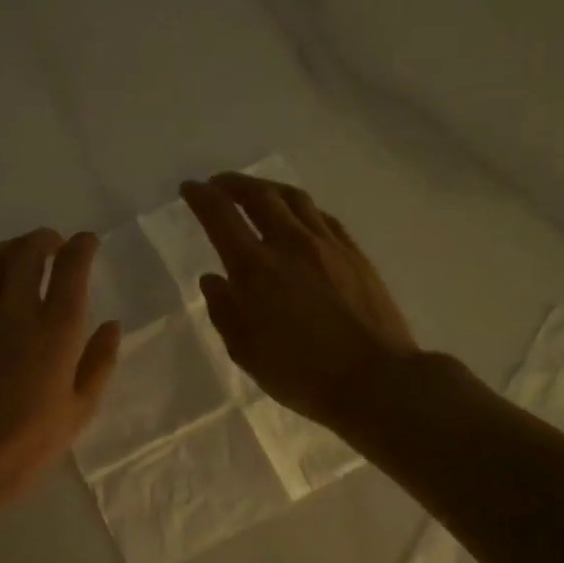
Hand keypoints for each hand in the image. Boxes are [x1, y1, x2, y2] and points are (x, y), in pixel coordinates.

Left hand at [0, 228, 121, 511]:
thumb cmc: (28, 444)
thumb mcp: (79, 411)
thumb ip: (99, 362)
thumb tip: (112, 325)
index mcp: (57, 333)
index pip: (72, 270)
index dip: (82, 247)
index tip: (87, 242)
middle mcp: (17, 313)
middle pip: (28, 254)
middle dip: (45, 240)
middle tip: (54, 243)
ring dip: (10, 248)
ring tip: (20, 251)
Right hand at [181, 174, 418, 431]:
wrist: (375, 379)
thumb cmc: (301, 374)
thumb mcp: (246, 352)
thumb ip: (224, 310)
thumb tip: (212, 278)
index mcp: (255, 268)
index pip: (220, 216)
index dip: (201, 197)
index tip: (189, 188)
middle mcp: (289, 243)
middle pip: (258, 195)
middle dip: (232, 183)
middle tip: (218, 184)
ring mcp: (326, 244)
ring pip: (293, 199)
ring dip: (268, 188)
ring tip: (256, 192)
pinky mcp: (354, 253)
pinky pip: (321, 216)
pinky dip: (300, 208)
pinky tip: (298, 216)